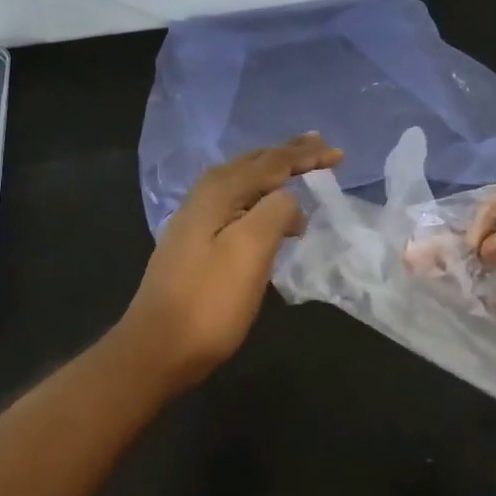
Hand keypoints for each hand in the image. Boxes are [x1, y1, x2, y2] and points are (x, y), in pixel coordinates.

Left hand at [116, 134, 343, 393]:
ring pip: (243, 184)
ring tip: (299, 171)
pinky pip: (237, 206)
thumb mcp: (249, 251)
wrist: (156, 349)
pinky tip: (270, 214)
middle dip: (288, 155)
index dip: (305, 155)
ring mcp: (196, 222)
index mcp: (219, 192)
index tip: (339, 153)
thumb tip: (288, 198)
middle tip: (320, 147)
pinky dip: (261, 200)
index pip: (271, 162)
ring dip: (273, 175)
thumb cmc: (208, 302)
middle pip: (253, 165)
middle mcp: (204, 198)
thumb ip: (274, 212)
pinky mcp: (196, 245)